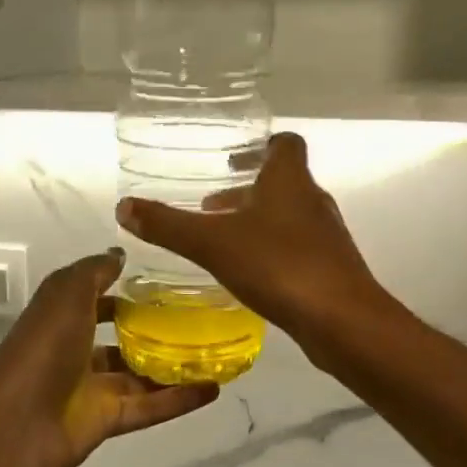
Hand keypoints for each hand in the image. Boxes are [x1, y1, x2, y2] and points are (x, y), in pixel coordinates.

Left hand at [0, 249, 219, 466]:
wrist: (16, 423)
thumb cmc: (42, 346)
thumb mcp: (67, 293)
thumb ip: (95, 272)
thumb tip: (120, 255)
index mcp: (62, 316)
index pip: (96, 298)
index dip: (124, 290)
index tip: (165, 283)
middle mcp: (76, 349)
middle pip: (120, 337)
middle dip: (153, 329)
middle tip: (199, 318)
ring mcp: (91, 388)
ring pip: (139, 374)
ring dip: (173, 365)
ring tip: (216, 351)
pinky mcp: (107, 420)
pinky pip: (149, 406)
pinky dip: (179, 399)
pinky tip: (214, 388)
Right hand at [116, 132, 384, 352]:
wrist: (342, 322)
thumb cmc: (278, 265)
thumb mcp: (211, 243)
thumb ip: (167, 225)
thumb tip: (124, 207)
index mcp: (290, 181)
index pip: (285, 144)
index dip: (261, 145)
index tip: (233, 158)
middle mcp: (312, 201)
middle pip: (283, 182)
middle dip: (247, 190)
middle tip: (212, 205)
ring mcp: (326, 236)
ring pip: (289, 217)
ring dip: (258, 221)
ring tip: (222, 239)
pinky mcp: (331, 269)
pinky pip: (296, 248)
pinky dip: (271, 250)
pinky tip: (247, 273)